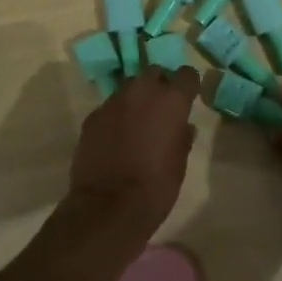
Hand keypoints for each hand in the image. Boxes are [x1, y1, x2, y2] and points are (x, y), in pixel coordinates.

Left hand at [65, 67, 200, 239]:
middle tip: (161, 109)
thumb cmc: (155, 187)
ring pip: (129, 87)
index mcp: (171, 100)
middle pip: (154, 73)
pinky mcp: (93, 116)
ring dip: (136, 99)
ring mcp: (113, 101)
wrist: (108, 207)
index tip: (188, 97)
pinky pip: (110, 107)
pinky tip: (115, 139)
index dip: (188, 85)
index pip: (186, 74)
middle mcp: (142, 91)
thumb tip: (183, 126)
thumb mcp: (179, 163)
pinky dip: (116, 116)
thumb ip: (182, 137)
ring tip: (137, 124)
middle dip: (159, 86)